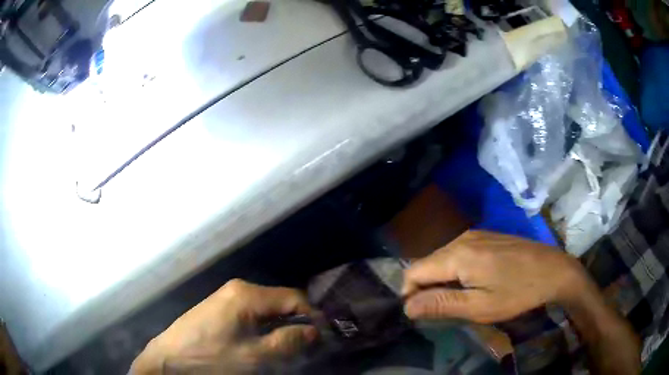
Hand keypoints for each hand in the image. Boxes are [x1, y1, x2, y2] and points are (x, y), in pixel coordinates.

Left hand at [131, 279, 317, 373]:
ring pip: (267, 308)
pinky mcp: (220, 306)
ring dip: (280, 327)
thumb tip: (314, 331)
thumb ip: (288, 342)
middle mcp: (239, 288)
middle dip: (296, 323)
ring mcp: (227, 296)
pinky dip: (264, 327)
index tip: (321, 338)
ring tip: (286, 348)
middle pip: (280, 302)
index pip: (294, 298)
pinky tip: (262, 343)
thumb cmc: (211, 357)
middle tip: (304, 347)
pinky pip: (252, 313)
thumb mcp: (254, 356)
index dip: (312, 317)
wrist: (169, 358)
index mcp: (247, 294)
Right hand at [402, 230, 586, 322]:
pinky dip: (455, 270)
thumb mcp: (479, 307)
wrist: (553, 269)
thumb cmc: (517, 292)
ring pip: (441, 258)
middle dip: (426, 288)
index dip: (411, 294)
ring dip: (441, 280)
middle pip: (426, 263)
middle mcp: (461, 238)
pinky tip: (473, 282)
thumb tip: (407, 306)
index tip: (424, 314)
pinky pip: (457, 253)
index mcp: (457, 255)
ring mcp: (474, 235)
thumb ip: (441, 304)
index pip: (413, 271)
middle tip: (444, 310)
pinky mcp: (485, 236)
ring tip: (459, 298)